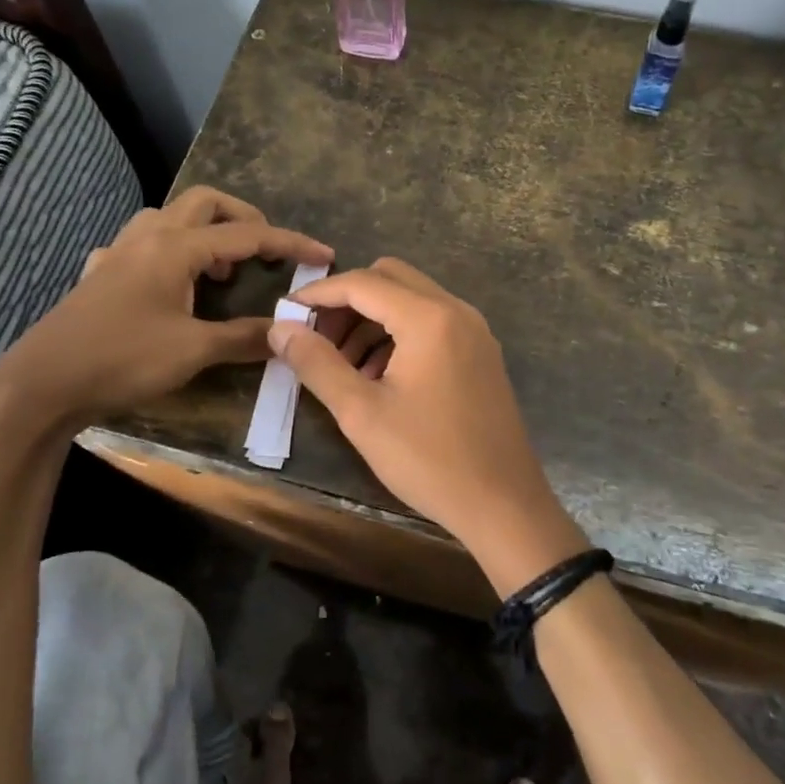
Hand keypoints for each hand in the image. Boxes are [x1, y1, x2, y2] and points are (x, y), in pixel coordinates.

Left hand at [0, 187, 331, 429]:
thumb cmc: (122, 360)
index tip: (322, 253)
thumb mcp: (192, 352)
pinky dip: (168, 252)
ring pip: (169, 217)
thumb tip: (285, 335)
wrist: (40, 385)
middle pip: (205, 202)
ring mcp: (118, 252)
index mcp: (175, 247)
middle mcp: (148, 237)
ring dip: (203, 231)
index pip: (246, 235)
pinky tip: (168, 285)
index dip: (289, 242)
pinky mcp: (99, 274)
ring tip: (220, 270)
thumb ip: (243, 338)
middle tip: (265, 250)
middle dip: (243, 218)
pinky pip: (141, 244)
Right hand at [270, 259, 589, 594]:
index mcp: (429, 318)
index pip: (363, 283)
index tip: (285, 315)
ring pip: (412, 300)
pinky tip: (380, 376)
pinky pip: (433, 323)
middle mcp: (457, 311)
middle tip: (317, 339)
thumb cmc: (429, 460)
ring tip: (344, 366)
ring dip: (373, 319)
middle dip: (348, 301)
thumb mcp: (361, 414)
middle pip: (390, 278)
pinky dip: (400, 334)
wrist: (504, 505)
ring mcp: (475, 331)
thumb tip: (280, 329)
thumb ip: (317, 364)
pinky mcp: (481, 353)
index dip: (318, 294)